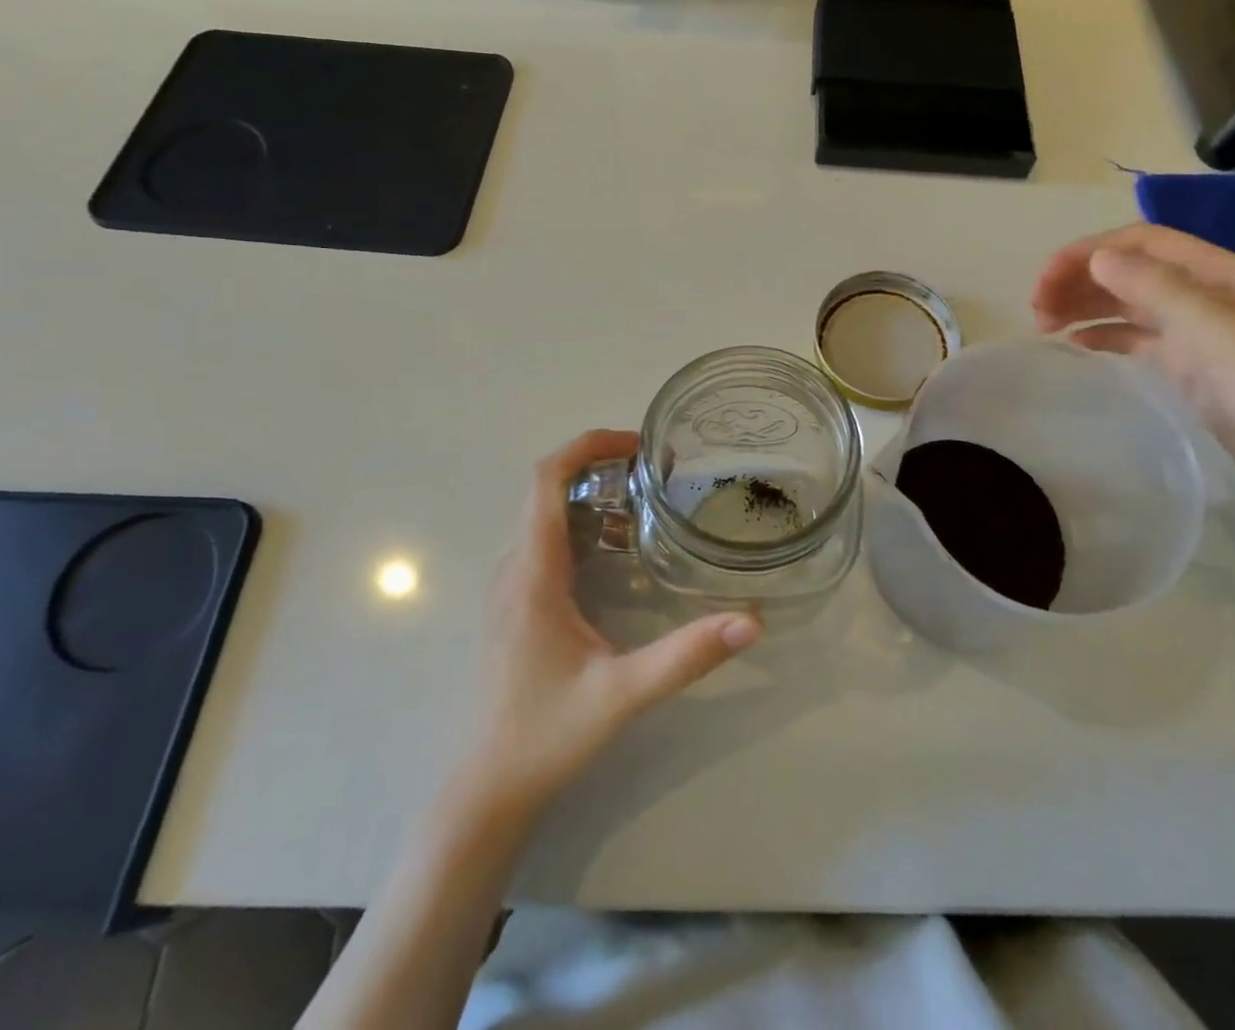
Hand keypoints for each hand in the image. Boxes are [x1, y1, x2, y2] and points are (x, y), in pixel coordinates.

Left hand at [461, 429, 762, 812]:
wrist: (483, 791)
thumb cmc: (543, 736)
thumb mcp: (621, 694)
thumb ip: (686, 657)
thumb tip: (751, 621)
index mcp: (532, 572)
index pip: (545, 479)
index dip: (588, 445)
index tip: (638, 444)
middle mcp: (513, 568)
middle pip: (545, 488)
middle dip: (598, 464)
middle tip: (656, 471)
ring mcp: (508, 586)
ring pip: (543, 514)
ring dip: (588, 493)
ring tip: (644, 499)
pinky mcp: (513, 605)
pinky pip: (542, 540)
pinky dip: (578, 523)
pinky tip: (616, 548)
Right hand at [1032, 223, 1234, 522]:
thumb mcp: (1222, 337)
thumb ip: (1160, 291)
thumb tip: (1098, 257)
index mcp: (1225, 275)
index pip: (1143, 243)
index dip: (1089, 253)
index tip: (1045, 281)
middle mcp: (1211, 294)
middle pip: (1131, 270)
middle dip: (1080, 280)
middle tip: (1035, 310)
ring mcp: (1202, 332)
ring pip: (1130, 303)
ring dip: (1085, 306)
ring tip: (1043, 325)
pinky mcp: (1194, 367)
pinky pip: (1138, 338)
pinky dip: (1104, 335)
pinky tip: (1077, 344)